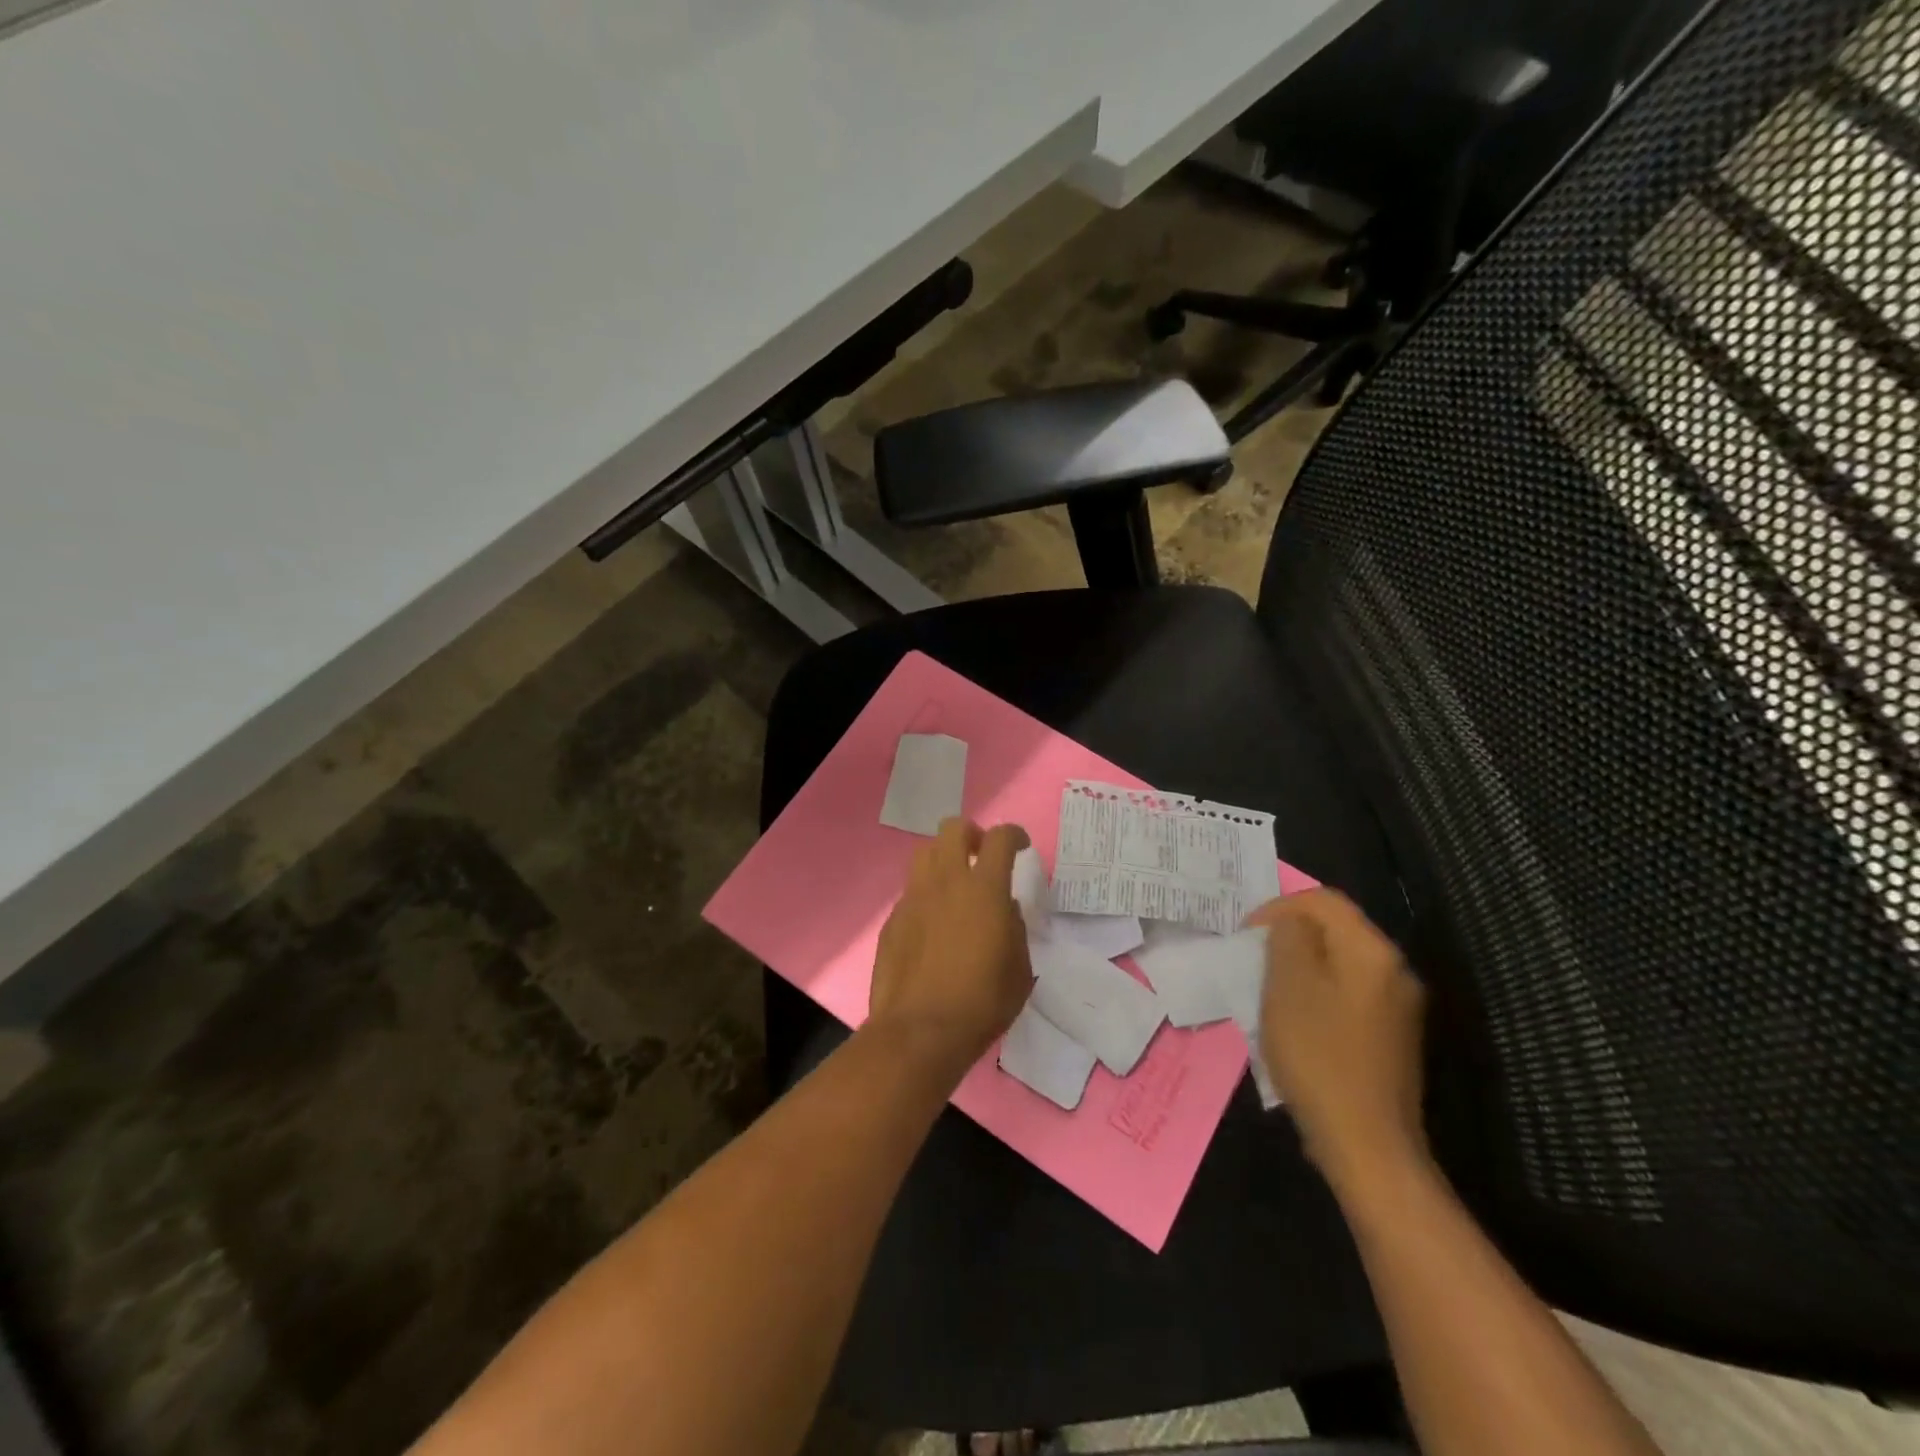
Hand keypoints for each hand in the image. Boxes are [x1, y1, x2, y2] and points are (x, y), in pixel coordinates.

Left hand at [867, 818, 1033, 1078]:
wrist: (919, 1031)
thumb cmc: (982, 1002)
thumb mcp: (1020, 969)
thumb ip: (1016, 929)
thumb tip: (1005, 909)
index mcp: (984, 889)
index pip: (1000, 838)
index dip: (1014, 835)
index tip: (1020, 846)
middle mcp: (945, 882)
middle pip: (953, 829)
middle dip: (972, 835)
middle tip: (982, 857)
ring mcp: (913, 898)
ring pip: (925, 853)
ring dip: (944, 858)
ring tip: (956, 885)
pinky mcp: (892, 920)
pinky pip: (911, 891)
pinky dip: (926, 895)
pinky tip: (934, 924)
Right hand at [1244, 889, 1427, 1195]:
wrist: (1367, 1144)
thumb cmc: (1319, 1056)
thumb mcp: (1288, 986)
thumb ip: (1287, 939)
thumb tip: (1290, 923)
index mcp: (1372, 951)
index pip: (1323, 900)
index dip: (1279, 907)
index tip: (1246, 935)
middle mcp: (1395, 970)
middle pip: (1335, 929)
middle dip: (1289, 936)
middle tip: (1254, 960)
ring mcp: (1399, 1006)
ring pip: (1340, 962)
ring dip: (1302, 966)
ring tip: (1268, 989)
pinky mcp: (1392, 1036)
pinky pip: (1349, 993)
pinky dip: (1318, 993)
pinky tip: (1296, 1021)